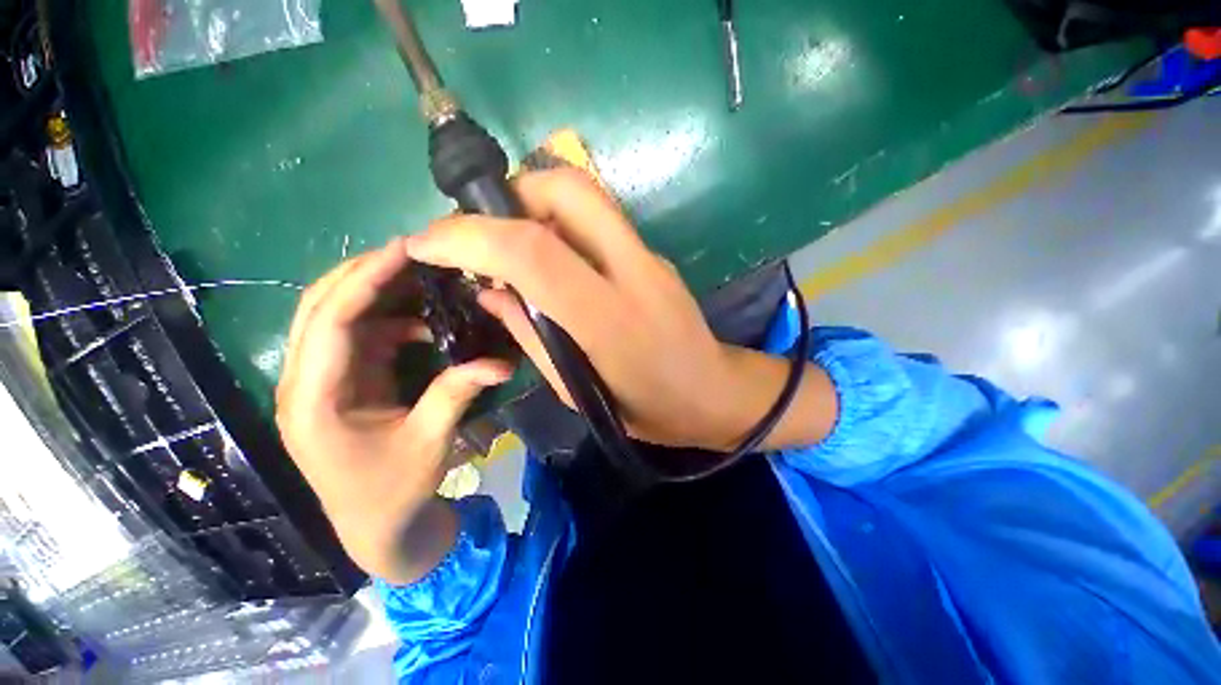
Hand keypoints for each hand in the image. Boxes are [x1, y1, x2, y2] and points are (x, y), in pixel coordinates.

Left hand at [275, 243, 511, 583]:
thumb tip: (502, 362)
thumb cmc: (394, 491)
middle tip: (411, 254)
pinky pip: (357, 339)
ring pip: (333, 318)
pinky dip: (387, 321)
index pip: (330, 321)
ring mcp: (320, 382)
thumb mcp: (430, 442)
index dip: (365, 280)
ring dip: (374, 294)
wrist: (376, 527)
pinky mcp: (339, 385)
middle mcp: (305, 383)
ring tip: (418, 279)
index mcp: (315, 400)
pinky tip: (422, 325)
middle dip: (362, 274)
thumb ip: (458, 394)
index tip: (403, 250)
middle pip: (318, 308)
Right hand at [404, 169, 837, 452]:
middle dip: (510, 193)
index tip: (426, 244)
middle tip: (482, 230)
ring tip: (509, 243)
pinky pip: (599, 220)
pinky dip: (560, 224)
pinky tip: (549, 258)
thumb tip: (489, 292)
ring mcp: (649, 256)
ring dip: (533, 202)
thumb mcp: (577, 390)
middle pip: (567, 189)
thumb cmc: (647, 409)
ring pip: (585, 195)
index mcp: (608, 318)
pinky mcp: (655, 254)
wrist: (713, 393)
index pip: (532, 251)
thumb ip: (530, 334)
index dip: (469, 237)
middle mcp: (633, 271)